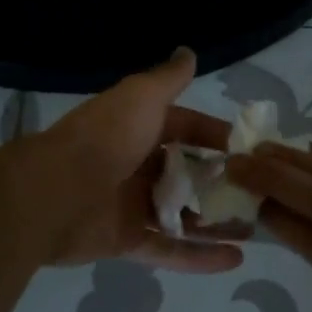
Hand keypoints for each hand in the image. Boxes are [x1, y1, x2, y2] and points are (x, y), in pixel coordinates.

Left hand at [27, 48, 245, 272]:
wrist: (53, 193)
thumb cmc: (105, 138)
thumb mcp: (141, 97)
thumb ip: (169, 79)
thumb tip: (188, 52)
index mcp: (138, 128)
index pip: (186, 129)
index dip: (215, 136)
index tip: (248, 149)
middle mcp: (136, 165)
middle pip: (186, 174)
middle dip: (220, 183)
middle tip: (258, 192)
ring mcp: (132, 206)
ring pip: (183, 215)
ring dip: (216, 222)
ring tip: (256, 227)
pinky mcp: (127, 242)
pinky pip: (170, 250)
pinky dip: (200, 257)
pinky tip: (235, 259)